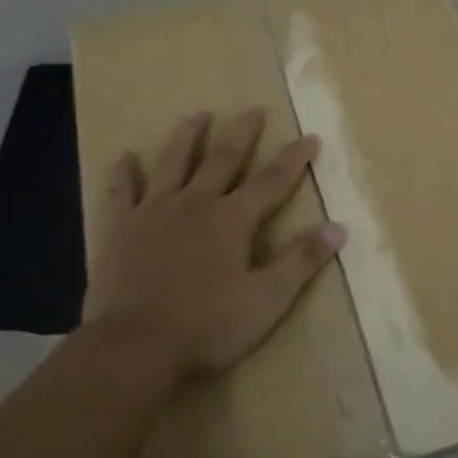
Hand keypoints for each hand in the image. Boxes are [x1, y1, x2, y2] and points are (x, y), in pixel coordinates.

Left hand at [84, 108, 346, 380]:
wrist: (135, 347)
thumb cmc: (207, 327)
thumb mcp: (267, 300)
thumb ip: (301, 261)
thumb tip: (338, 228)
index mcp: (233, 220)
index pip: (272, 181)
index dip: (294, 158)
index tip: (310, 137)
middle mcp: (195, 204)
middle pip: (222, 159)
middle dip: (242, 134)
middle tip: (253, 109)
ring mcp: (153, 212)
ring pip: (173, 163)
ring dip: (187, 137)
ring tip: (198, 115)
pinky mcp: (119, 229)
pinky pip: (121, 192)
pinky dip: (123, 173)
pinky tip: (125, 156)